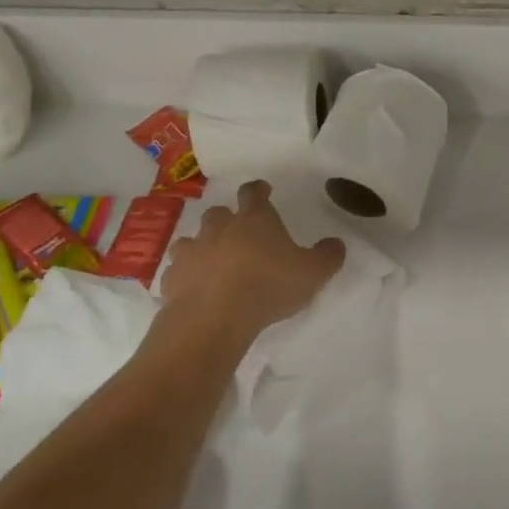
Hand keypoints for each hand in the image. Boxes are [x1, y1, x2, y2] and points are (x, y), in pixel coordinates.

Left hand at [158, 181, 345, 340]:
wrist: (214, 319)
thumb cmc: (268, 287)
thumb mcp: (313, 273)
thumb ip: (328, 256)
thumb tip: (336, 243)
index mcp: (254, 219)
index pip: (253, 192)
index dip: (259, 190)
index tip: (263, 190)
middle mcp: (220, 228)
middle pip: (219, 213)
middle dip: (228, 220)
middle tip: (240, 235)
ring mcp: (192, 251)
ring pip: (193, 239)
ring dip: (203, 246)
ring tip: (214, 262)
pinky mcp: (171, 278)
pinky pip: (178, 270)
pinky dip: (187, 275)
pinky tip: (195, 289)